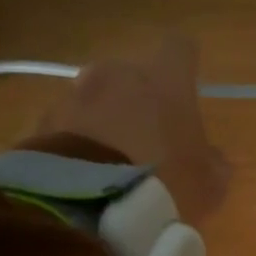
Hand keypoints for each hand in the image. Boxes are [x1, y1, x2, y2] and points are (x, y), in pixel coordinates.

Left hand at [32, 38, 230, 224]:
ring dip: (105, 119)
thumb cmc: (164, 184)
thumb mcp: (209, 184)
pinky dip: (78, 142)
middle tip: (148, 137)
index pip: (180, 49)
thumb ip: (213, 162)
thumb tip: (210, 156)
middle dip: (139, 98)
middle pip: (132, 74)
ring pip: (96, 98)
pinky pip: (68, 126)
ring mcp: (74, 95)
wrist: (87, 206)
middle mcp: (117, 73)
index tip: (187, 86)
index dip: (184, 66)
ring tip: (111, 162)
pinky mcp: (43, 122)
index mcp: (165, 78)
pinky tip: (86, 174)